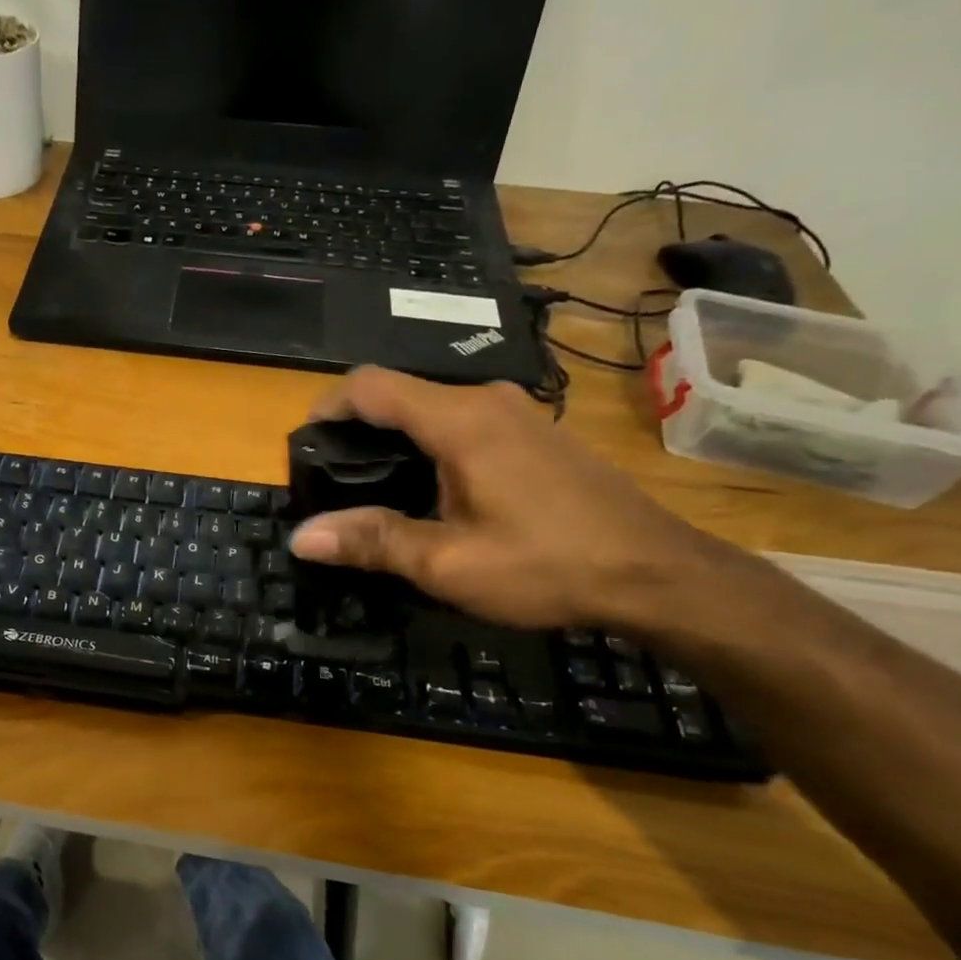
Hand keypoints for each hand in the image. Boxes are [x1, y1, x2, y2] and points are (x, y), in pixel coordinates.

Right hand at [287, 367, 726, 630]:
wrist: (659, 573)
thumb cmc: (548, 566)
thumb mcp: (449, 564)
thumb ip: (372, 541)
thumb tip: (301, 536)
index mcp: (459, 421)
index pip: (370, 385)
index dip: (327, 407)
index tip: (304, 446)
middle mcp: (486, 400)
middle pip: (400, 394)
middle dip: (357, 428)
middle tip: (333, 478)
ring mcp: (518, 412)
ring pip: (433, 407)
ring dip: (395, 437)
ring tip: (375, 487)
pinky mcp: (537, 432)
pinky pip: (465, 421)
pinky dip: (431, 443)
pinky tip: (434, 489)